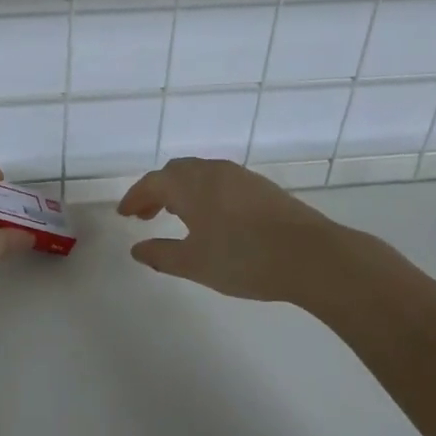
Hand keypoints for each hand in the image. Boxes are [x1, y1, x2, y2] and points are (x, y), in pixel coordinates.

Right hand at [117, 157, 405, 306]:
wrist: (311, 255)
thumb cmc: (244, 258)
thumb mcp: (195, 263)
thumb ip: (162, 255)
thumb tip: (137, 249)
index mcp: (190, 185)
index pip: (152, 183)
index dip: (134, 197)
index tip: (124, 214)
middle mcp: (212, 171)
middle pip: (175, 172)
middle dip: (156, 191)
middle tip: (146, 214)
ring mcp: (240, 176)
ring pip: (199, 174)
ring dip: (181, 190)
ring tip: (176, 215)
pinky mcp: (261, 187)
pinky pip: (219, 181)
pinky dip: (203, 193)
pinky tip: (211, 217)